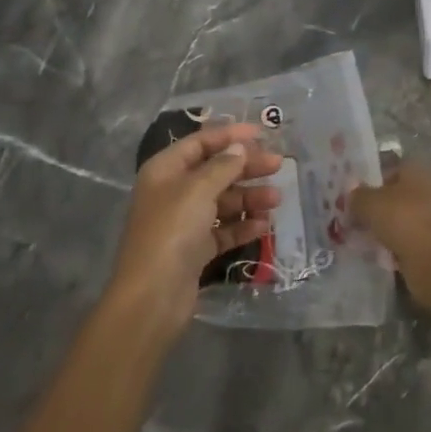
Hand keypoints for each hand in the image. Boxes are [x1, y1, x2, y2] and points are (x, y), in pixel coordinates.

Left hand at [108, 122, 282, 327]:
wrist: (152, 297)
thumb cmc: (172, 231)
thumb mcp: (198, 190)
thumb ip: (223, 166)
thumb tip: (239, 147)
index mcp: (165, 170)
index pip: (200, 143)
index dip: (230, 135)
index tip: (261, 134)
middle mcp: (173, 192)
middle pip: (215, 171)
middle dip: (246, 167)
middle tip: (278, 165)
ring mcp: (184, 222)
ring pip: (222, 201)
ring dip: (249, 198)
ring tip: (277, 199)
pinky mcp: (195, 250)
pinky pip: (223, 230)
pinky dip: (243, 226)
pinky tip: (264, 226)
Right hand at [351, 160, 430, 303]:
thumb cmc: (405, 221)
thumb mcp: (370, 204)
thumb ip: (358, 197)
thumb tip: (352, 195)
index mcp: (420, 169)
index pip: (392, 170)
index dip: (372, 184)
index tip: (357, 202)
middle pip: (402, 196)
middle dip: (383, 211)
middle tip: (361, 226)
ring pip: (410, 221)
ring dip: (394, 232)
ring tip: (371, 247)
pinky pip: (419, 243)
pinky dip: (405, 250)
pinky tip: (389, 261)